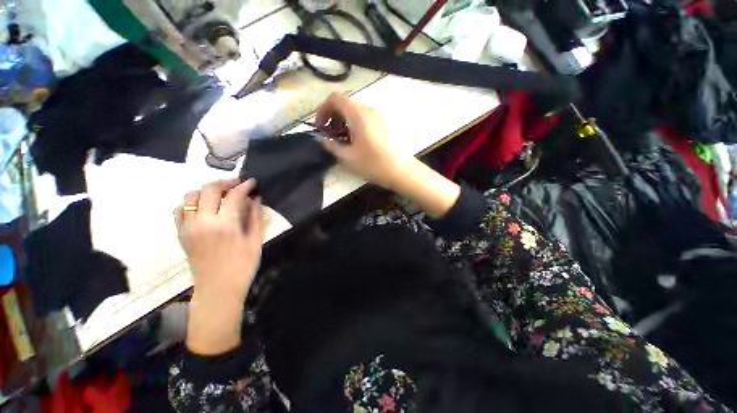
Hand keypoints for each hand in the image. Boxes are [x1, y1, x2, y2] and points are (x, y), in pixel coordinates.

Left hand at [175, 178, 262, 301]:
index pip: (234, 196)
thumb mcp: (255, 241)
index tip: (252, 183)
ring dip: (206, 190)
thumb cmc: (242, 266)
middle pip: (209, 189)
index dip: (244, 186)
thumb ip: (255, 216)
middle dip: (225, 182)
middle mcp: (203, 222)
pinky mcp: (181, 234)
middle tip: (237, 185)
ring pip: (190, 196)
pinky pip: (180, 210)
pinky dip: (191, 202)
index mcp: (225, 225)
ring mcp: (188, 227)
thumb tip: (256, 198)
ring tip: (220, 194)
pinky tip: (203, 206)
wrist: (218, 289)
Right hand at [316, 93, 459, 217]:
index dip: (323, 110)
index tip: (320, 127)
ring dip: (344, 122)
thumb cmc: (373, 163)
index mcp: (357, 113)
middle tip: (330, 135)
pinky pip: (365, 118)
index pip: (335, 98)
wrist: (401, 170)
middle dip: (333, 117)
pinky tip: (356, 142)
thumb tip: (322, 139)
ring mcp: (378, 116)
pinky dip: (355, 125)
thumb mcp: (347, 157)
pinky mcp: (384, 124)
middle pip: (345, 104)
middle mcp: (368, 109)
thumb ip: (331, 145)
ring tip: (343, 141)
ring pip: (355, 111)